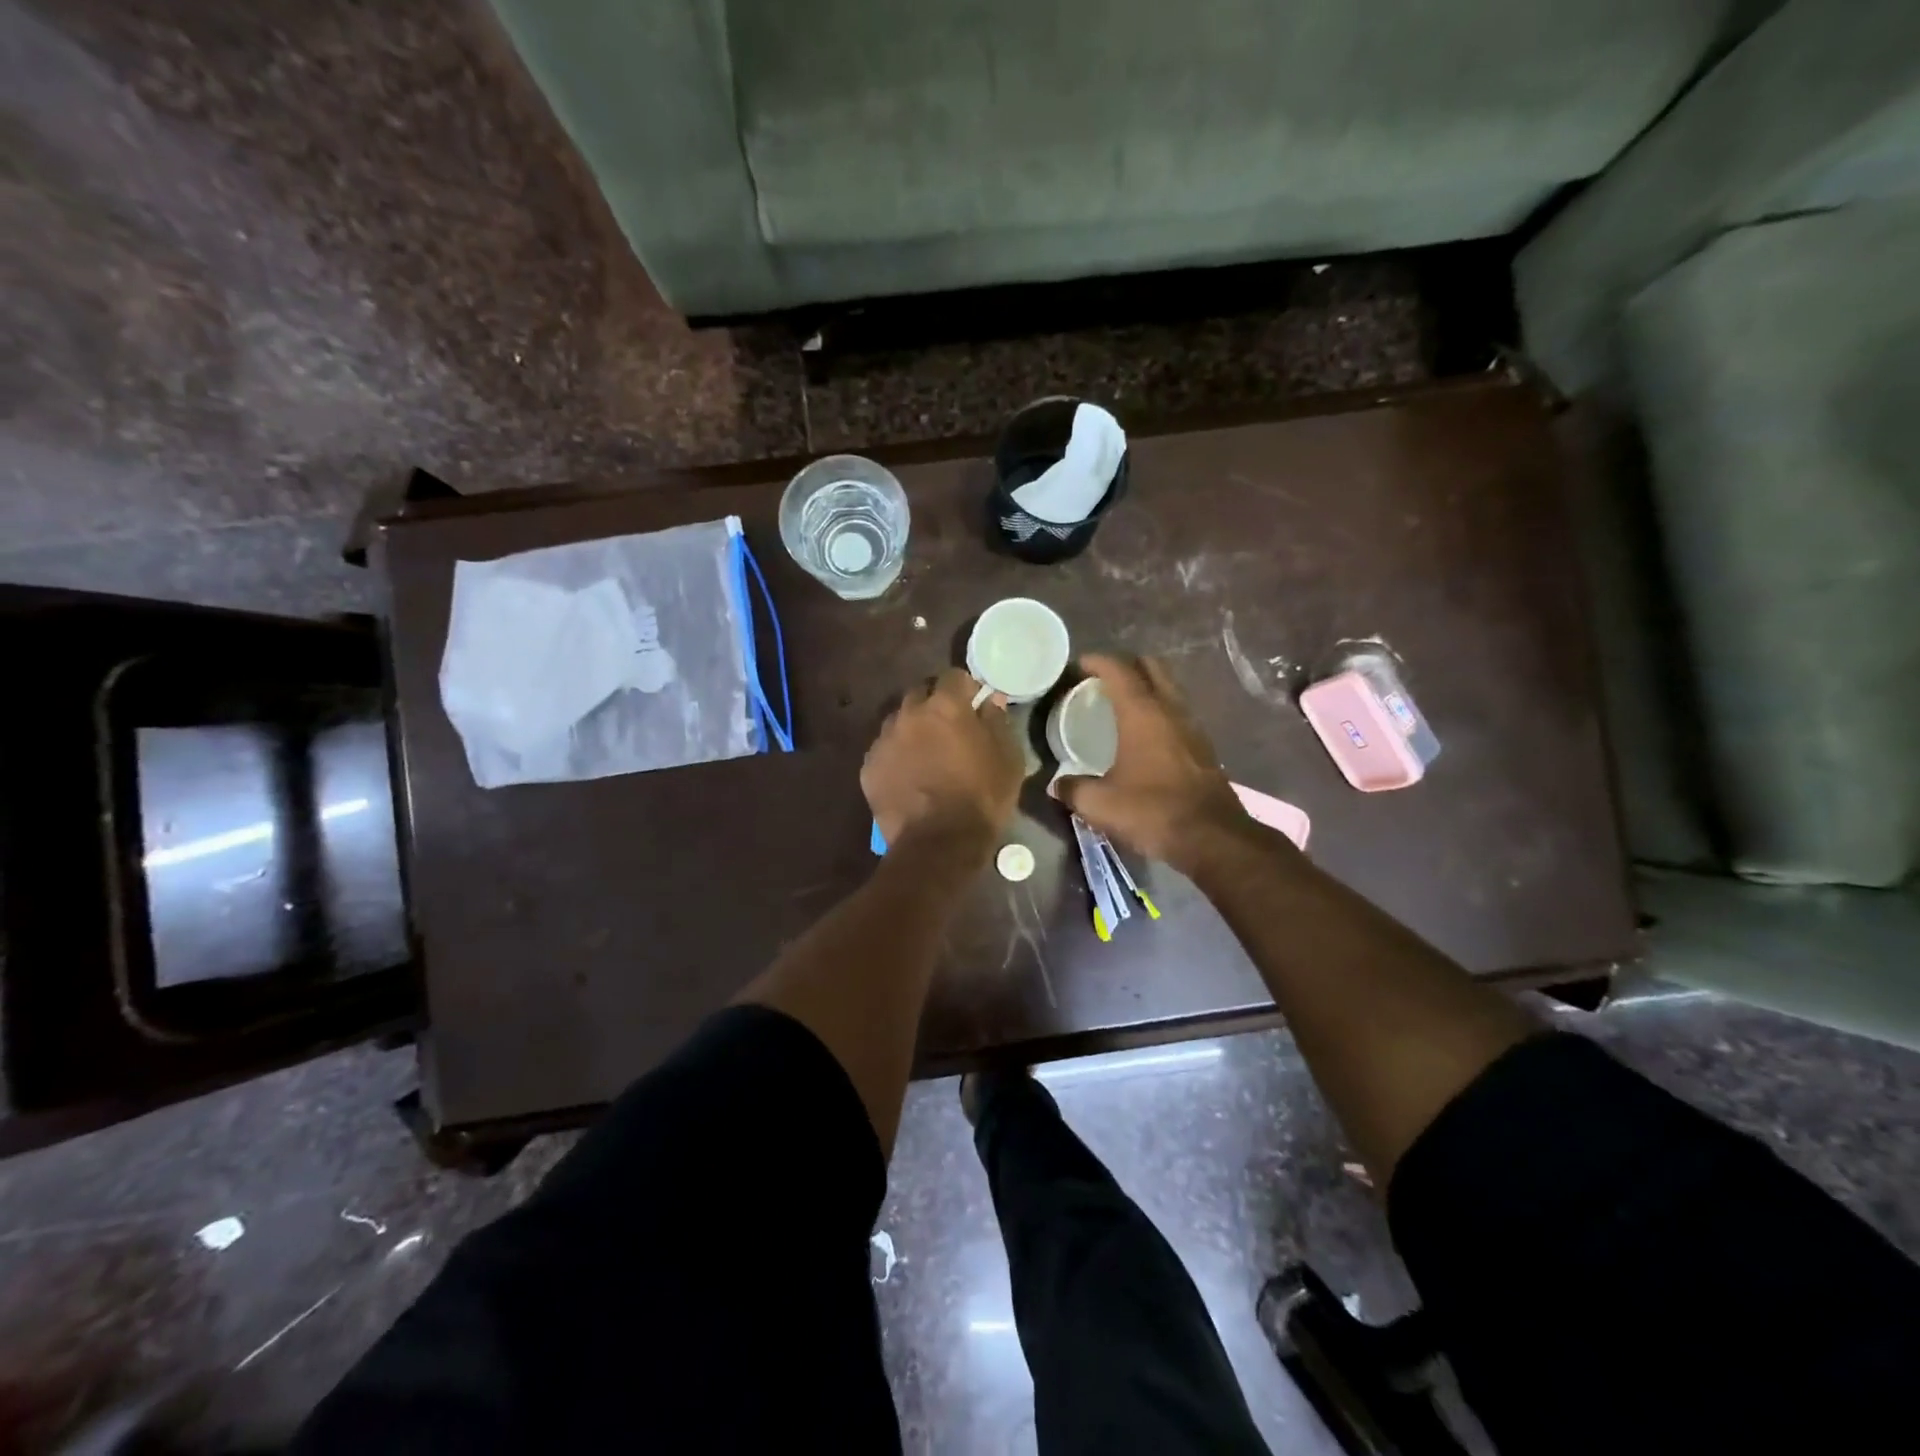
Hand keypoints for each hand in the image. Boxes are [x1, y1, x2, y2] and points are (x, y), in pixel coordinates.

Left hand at [863, 669, 1024, 853]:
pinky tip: (908, 775)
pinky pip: (883, 750)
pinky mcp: (868, 767)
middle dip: (934, 704)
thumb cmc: (982, 798)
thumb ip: (998, 722)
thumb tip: (990, 701)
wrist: (938, 844)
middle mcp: (909, 714)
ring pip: (897, 721)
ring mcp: (884, 740)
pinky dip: (896, 755)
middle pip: (919, 694)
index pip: (953, 676)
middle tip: (948, 727)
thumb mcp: (1008, 759)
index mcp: (945, 706)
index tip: (973, 703)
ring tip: (925, 753)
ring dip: (912, 728)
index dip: (964, 687)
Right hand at [1055, 654, 1252, 871]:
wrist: (1212, 837)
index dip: (1097, 661)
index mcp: (1142, 713)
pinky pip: (1178, 712)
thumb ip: (1073, 788)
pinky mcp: (1204, 747)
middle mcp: (1170, 710)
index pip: (1119, 670)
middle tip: (1103, 680)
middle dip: (1127, 665)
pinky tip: (1146, 734)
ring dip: (1147, 686)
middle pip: (1151, 667)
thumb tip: (1056, 784)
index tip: (1079, 665)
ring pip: (1169, 688)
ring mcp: (1192, 727)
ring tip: (1122, 704)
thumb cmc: (1152, 811)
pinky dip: (1160, 710)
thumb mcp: (1100, 804)